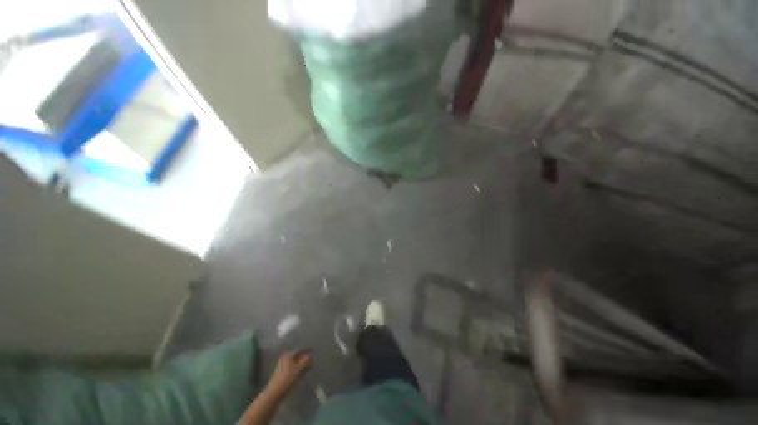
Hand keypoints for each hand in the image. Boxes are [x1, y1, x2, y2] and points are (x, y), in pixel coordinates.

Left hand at [266, 350, 312, 395]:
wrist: (274, 393)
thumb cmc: (287, 379)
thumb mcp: (299, 369)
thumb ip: (306, 360)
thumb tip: (310, 355)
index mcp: (288, 355)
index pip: (300, 350)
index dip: (307, 351)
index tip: (313, 352)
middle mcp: (284, 358)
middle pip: (297, 356)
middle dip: (305, 359)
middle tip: (311, 363)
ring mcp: (282, 365)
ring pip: (295, 362)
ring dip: (302, 365)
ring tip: (308, 369)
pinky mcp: (282, 372)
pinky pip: (292, 368)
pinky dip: (298, 369)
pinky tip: (301, 374)